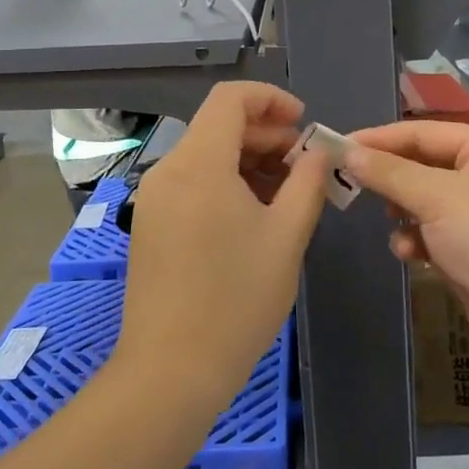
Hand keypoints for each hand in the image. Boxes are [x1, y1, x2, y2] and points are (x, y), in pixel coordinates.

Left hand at [115, 82, 329, 413]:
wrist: (171, 369)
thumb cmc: (237, 298)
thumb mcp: (286, 236)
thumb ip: (307, 182)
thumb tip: (317, 151)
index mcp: (199, 163)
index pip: (230, 98)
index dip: (271, 99)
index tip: (304, 124)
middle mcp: (168, 171)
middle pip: (218, 127)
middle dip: (266, 136)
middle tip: (305, 166)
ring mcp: (154, 199)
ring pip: (206, 157)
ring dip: (248, 162)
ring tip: (287, 194)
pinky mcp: (151, 225)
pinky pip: (192, 184)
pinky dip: (226, 184)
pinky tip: (254, 216)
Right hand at [343, 122, 468, 375]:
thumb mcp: (438, 198)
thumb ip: (390, 173)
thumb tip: (349, 151)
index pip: (422, 132)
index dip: (379, 138)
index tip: (337, 147)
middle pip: (422, 167)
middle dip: (390, 180)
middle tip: (352, 187)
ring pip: (425, 205)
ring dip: (403, 215)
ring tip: (392, 226)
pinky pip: (435, 237)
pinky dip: (418, 243)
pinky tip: (411, 256)